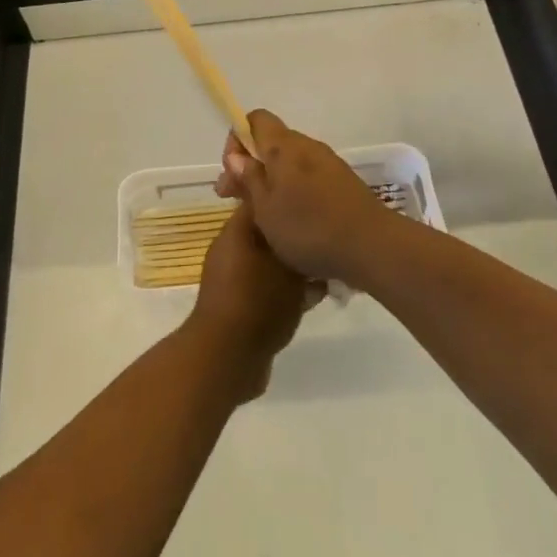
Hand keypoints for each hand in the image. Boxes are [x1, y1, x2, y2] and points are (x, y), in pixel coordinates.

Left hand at [186, 204, 313, 402]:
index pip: (262, 200)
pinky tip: (317, 298)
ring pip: (272, 263)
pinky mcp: (242, 304)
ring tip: (329, 273)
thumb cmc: (258, 302)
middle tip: (329, 243)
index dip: (288, 198)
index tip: (316, 203)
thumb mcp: (288, 270)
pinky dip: (289, 291)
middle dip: (298, 238)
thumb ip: (301, 248)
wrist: (226, 357)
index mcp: (237, 231)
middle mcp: (233, 249)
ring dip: (297, 268)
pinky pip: (269, 288)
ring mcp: (236, 279)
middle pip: (270, 233)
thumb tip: (312, 234)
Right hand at [214, 110, 395, 284]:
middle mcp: (307, 146)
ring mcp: (328, 163)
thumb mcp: (265, 209)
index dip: (237, 139)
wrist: (372, 246)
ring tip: (262, 215)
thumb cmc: (309, 228)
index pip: (255, 119)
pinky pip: (308, 177)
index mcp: (284, 146)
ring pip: (290, 162)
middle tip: (235, 199)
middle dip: (250, 165)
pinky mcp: (343, 182)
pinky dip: (293, 190)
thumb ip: (249, 178)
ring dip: (271, 180)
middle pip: (271, 142)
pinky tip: (292, 220)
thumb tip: (237, 155)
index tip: (232, 171)